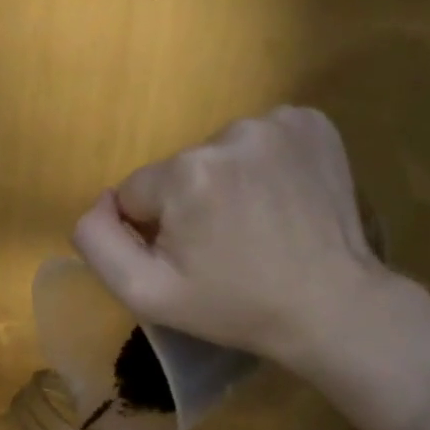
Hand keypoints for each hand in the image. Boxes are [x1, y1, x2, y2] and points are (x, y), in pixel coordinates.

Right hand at [72, 106, 391, 367]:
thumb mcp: (147, 294)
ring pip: (220, 154)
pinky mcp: (313, 123)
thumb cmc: (234, 307)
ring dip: (228, 183)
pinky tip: (282, 200)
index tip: (191, 259)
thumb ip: (98, 242)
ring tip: (258, 225)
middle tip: (225, 247)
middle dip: (191, 204)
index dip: (156, 231)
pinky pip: (262, 140)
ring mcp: (278, 122)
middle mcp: (229, 132)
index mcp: (185, 172)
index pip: (137, 193)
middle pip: (180, 170)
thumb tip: (100, 202)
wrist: (332, 306)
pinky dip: (265, 165)